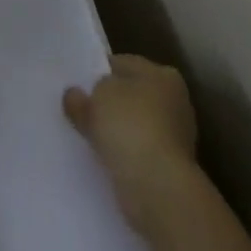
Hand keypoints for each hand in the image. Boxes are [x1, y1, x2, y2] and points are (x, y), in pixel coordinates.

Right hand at [64, 55, 200, 234]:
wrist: (158, 187)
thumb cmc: (129, 127)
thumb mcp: (95, 100)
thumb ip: (82, 96)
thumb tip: (75, 95)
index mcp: (163, 74)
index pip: (123, 64)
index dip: (98, 72)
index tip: (77, 86)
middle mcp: (175, 101)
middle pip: (131, 95)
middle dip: (109, 103)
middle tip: (80, 111)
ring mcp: (175, 135)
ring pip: (135, 124)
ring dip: (116, 131)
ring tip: (88, 138)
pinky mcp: (171, 166)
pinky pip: (138, 151)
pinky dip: (124, 153)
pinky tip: (104, 158)